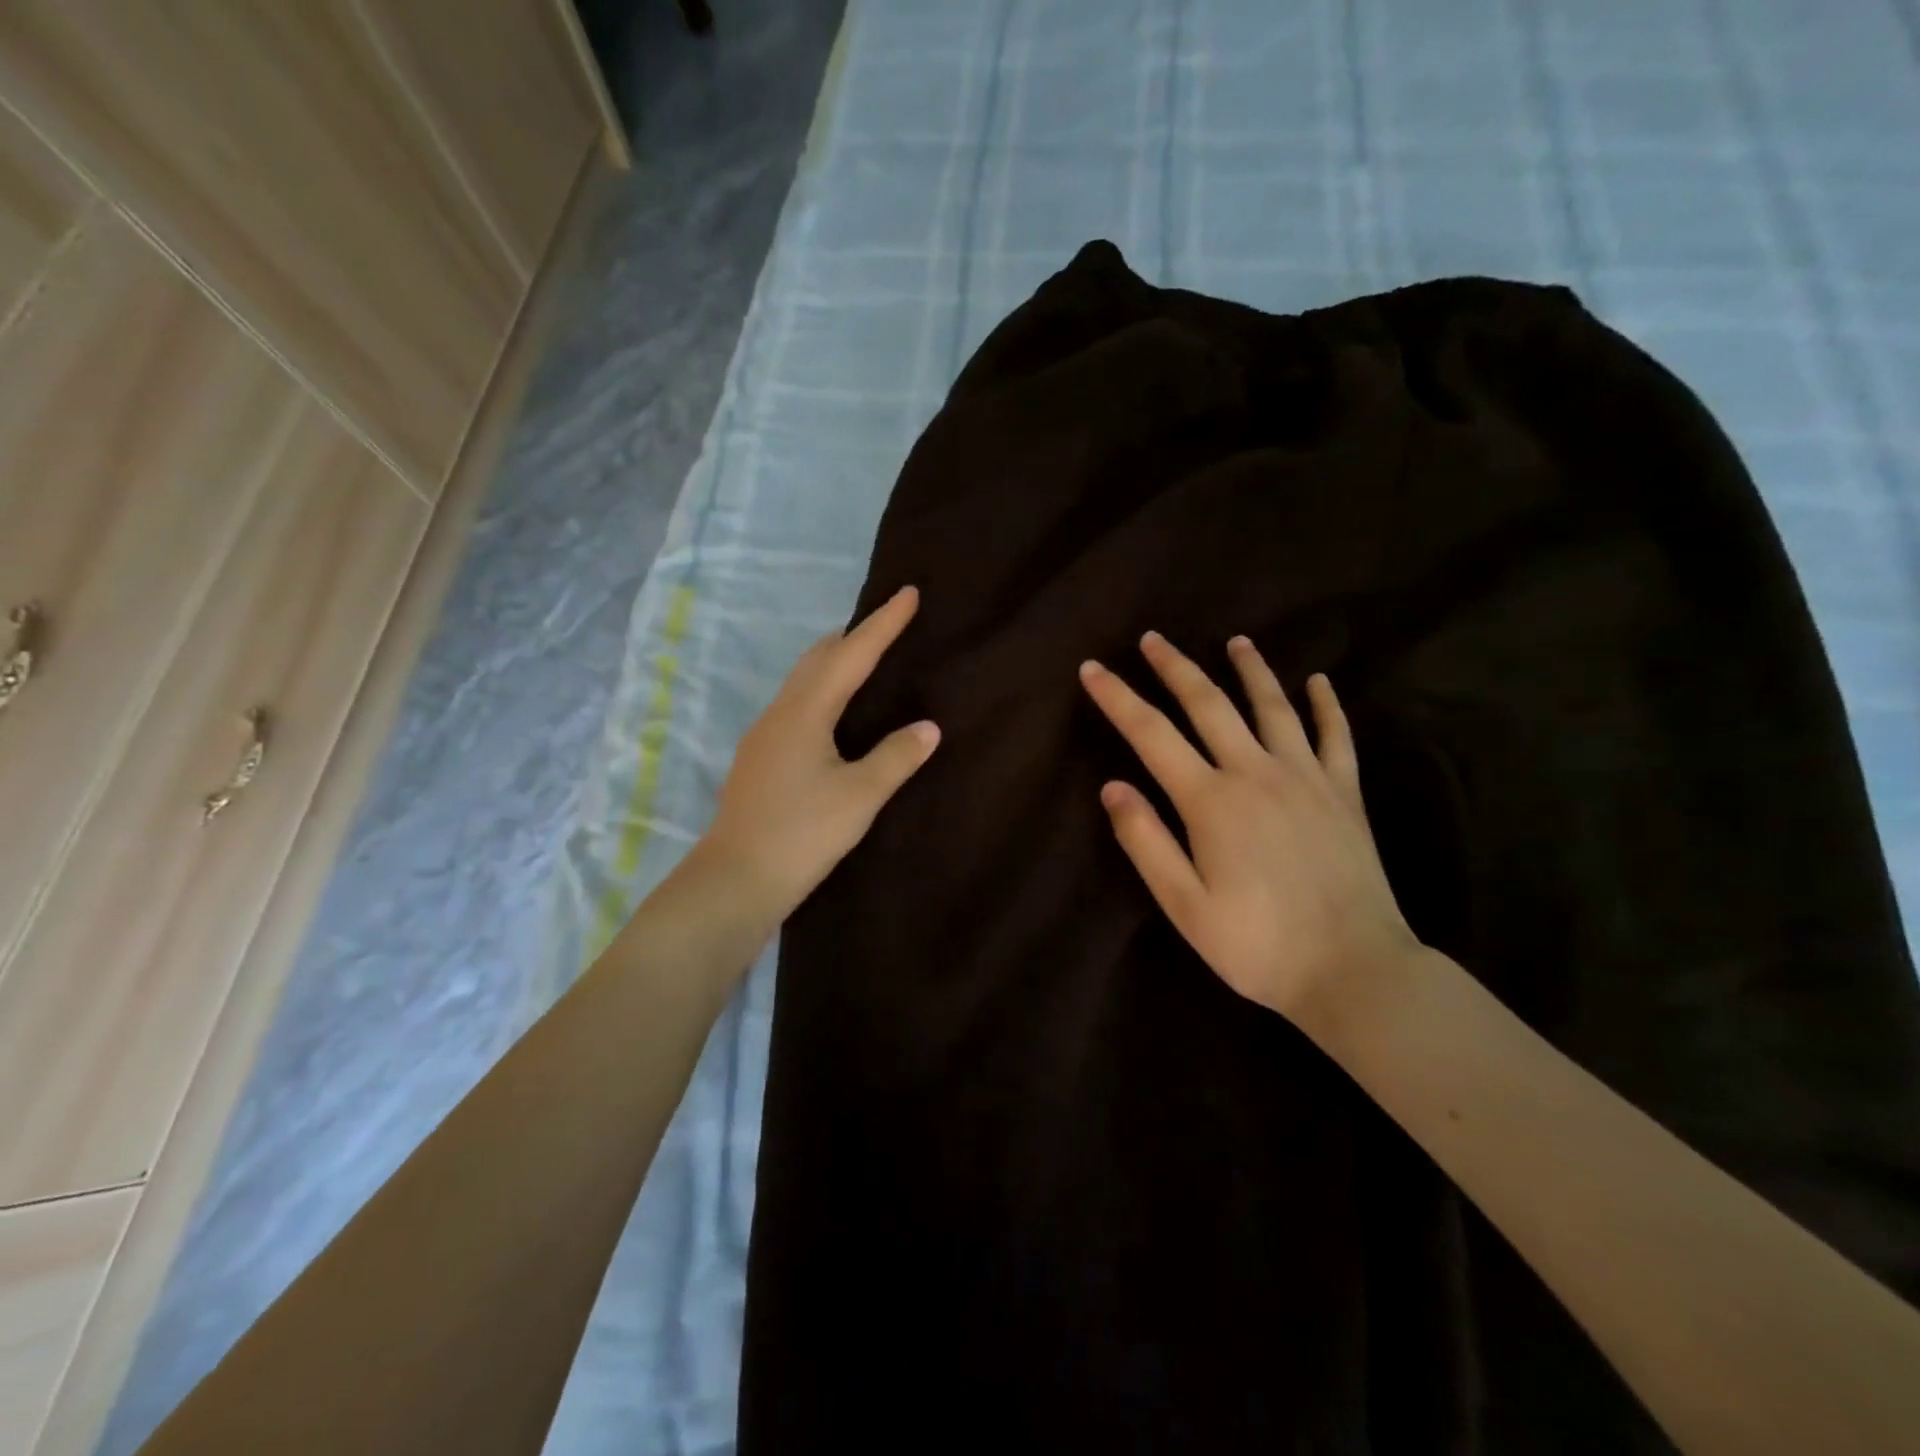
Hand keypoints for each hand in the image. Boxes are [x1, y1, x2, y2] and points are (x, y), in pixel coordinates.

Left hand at [698, 585, 939, 917]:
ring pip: (804, 681)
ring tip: (866, 663)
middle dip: (854, 637)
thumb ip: (896, 757)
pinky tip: (835, 715)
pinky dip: (822, 692)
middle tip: (888, 626)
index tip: (908, 592)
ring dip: (835, 663)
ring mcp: (764, 735)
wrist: (735, 880)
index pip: (852, 654)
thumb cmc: (802, 833)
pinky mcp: (760, 758)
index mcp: (806, 711)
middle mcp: (780, 712)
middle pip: (819, 658)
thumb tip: (928, 726)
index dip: (883, 623)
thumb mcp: (860, 796)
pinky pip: (797, 706)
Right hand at [1078, 632, 1419, 1023]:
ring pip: (1273, 707)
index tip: (1092, 668)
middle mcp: (1256, 773)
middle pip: (1209, 704)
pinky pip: (1337, 736)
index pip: (1151, 734)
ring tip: (1236, 641)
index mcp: (1211, 800)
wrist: (1355, 971)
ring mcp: (1306, 778)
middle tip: (1153, 638)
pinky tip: (1318, 681)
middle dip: (1175, 667)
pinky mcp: (1346, 794)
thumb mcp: (1185, 905)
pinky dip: (1326, 704)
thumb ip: (1146, 842)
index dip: (1118, 697)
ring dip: (1250, 670)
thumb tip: (1112, 786)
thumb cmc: (1259, 946)